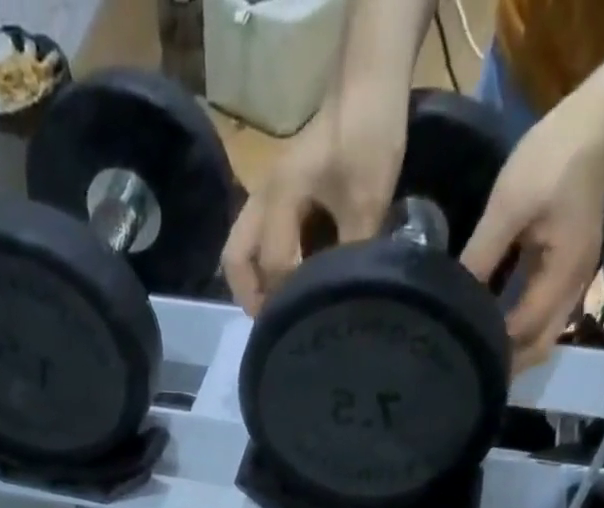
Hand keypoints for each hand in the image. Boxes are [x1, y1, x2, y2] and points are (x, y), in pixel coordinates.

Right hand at [222, 83, 409, 313]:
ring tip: (278, 309)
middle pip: (235, 260)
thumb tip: (347, 300)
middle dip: (250, 296)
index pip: (273, 265)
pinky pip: (258, 239)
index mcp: (279, 200)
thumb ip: (351, 254)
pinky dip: (265, 265)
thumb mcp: (367, 203)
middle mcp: (261, 200)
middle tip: (274, 324)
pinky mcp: (278, 195)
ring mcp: (266, 195)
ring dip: (254, 282)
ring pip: (241, 249)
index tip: (306, 322)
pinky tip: (288, 282)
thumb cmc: (366, 138)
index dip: (288, 298)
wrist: (368, 86)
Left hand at [460, 108, 603, 371]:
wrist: (598, 120)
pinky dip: (520, 330)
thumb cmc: (552, 159)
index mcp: (562, 274)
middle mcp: (573, 286)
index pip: (525, 329)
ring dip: (514, 351)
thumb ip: (480, 257)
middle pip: (540, 345)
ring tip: (477, 359)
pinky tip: (493, 330)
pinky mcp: (566, 270)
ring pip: (543, 335)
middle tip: (467, 373)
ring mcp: (573, 280)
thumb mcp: (507, 208)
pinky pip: (543, 315)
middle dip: (508, 364)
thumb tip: (449, 298)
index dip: (495, 347)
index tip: (460, 357)